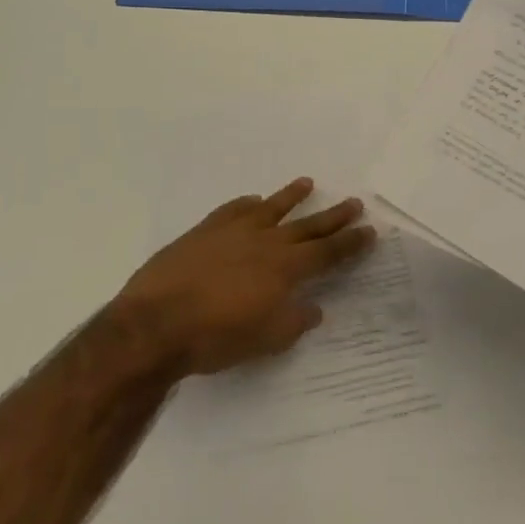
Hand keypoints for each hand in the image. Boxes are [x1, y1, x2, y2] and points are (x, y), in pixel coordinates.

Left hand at [115, 178, 374, 375]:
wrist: (155, 324)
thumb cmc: (215, 338)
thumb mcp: (265, 340)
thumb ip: (293, 321)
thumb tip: (313, 308)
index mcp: (285, 269)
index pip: (328, 253)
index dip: (350, 242)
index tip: (369, 230)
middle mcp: (266, 242)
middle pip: (307, 226)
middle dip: (333, 216)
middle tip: (354, 203)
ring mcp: (234, 232)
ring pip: (271, 208)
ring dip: (291, 196)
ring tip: (307, 183)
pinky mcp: (205, 230)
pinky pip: (233, 209)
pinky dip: (247, 203)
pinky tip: (253, 201)